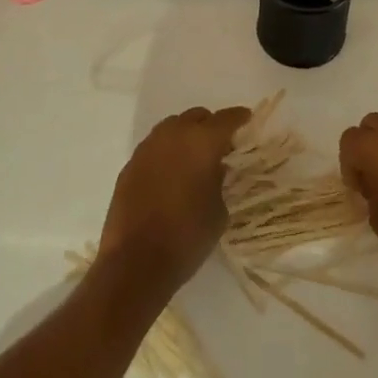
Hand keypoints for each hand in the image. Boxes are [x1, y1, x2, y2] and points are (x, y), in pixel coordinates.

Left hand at [99, 106, 250, 293]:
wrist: (136, 261)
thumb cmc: (187, 236)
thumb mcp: (219, 211)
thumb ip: (219, 181)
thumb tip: (213, 169)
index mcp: (202, 142)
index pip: (226, 119)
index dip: (239, 118)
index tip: (247, 119)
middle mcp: (174, 135)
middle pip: (196, 117)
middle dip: (210, 126)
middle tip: (220, 145)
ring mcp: (148, 147)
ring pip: (172, 127)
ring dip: (185, 136)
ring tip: (193, 158)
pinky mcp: (130, 164)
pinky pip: (154, 147)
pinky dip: (166, 153)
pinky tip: (170, 174)